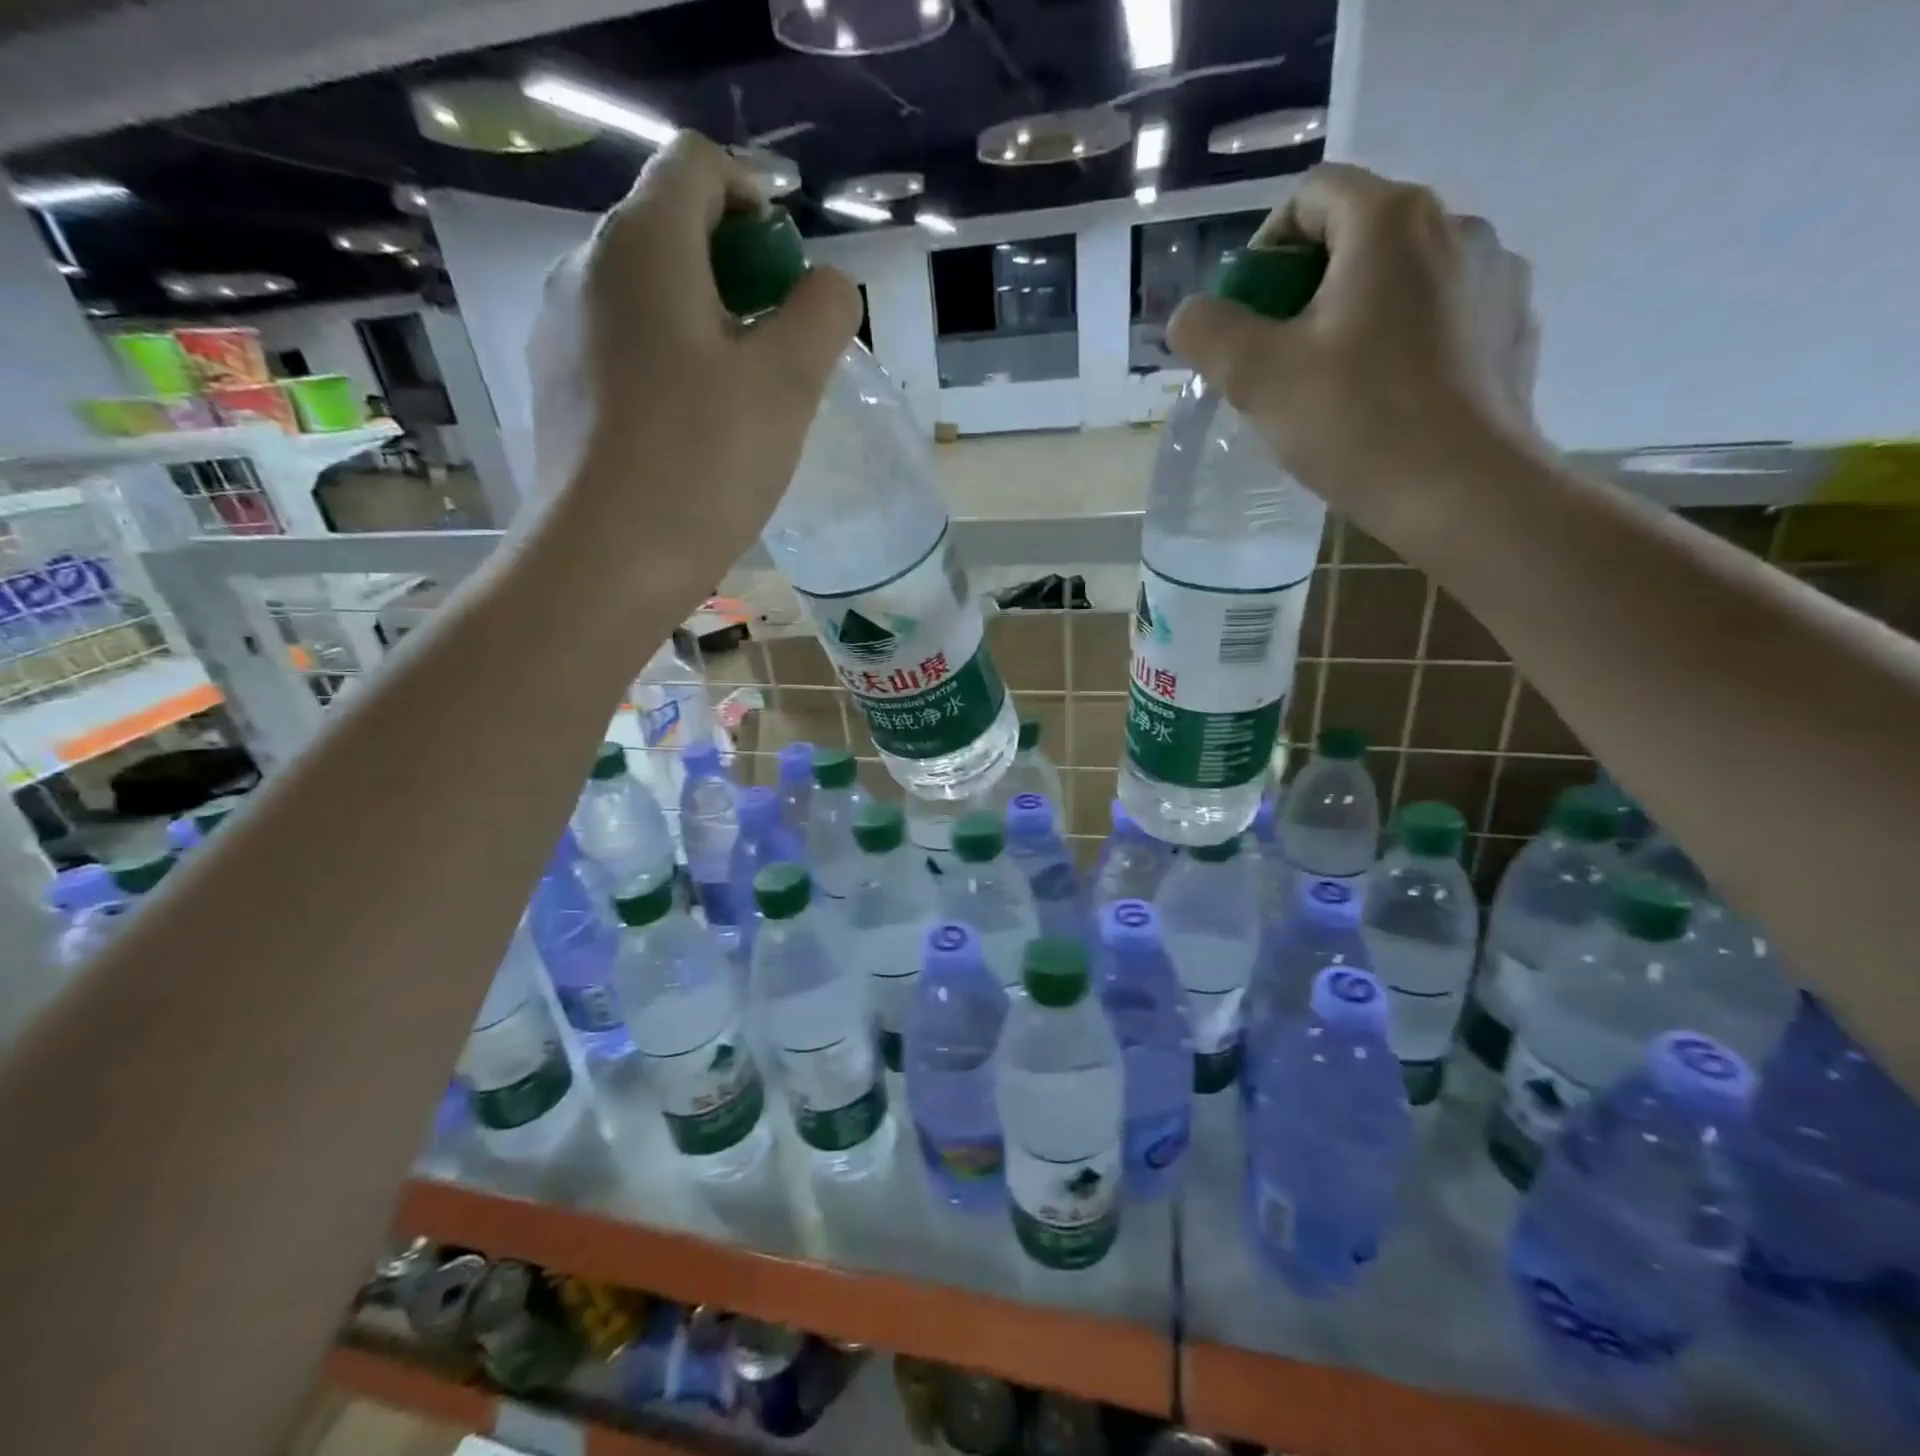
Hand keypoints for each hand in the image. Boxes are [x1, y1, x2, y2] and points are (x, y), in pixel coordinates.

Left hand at [528, 132, 860, 593]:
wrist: (608, 561)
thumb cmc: (704, 462)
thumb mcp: (789, 383)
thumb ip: (822, 313)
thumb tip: (825, 285)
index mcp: (643, 244)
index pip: (698, 166)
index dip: (757, 202)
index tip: (791, 279)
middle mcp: (586, 267)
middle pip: (672, 229)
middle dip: (739, 273)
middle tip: (781, 350)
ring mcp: (562, 330)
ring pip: (650, 295)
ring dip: (707, 324)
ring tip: (744, 400)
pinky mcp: (559, 387)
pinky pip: (625, 346)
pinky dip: (670, 362)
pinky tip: (694, 429)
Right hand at [1168, 162, 1538, 523]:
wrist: (1463, 492)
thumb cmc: (1355, 424)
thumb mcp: (1257, 378)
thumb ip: (1209, 332)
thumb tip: (1189, 315)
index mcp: (1391, 221)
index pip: (1312, 196)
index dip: (1265, 248)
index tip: (1248, 312)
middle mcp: (1456, 225)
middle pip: (1358, 233)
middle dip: (1306, 287)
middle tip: (1280, 356)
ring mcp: (1496, 273)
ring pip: (1401, 276)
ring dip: (1357, 312)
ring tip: (1335, 382)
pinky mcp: (1513, 325)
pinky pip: (1441, 312)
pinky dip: (1404, 337)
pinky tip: (1387, 395)